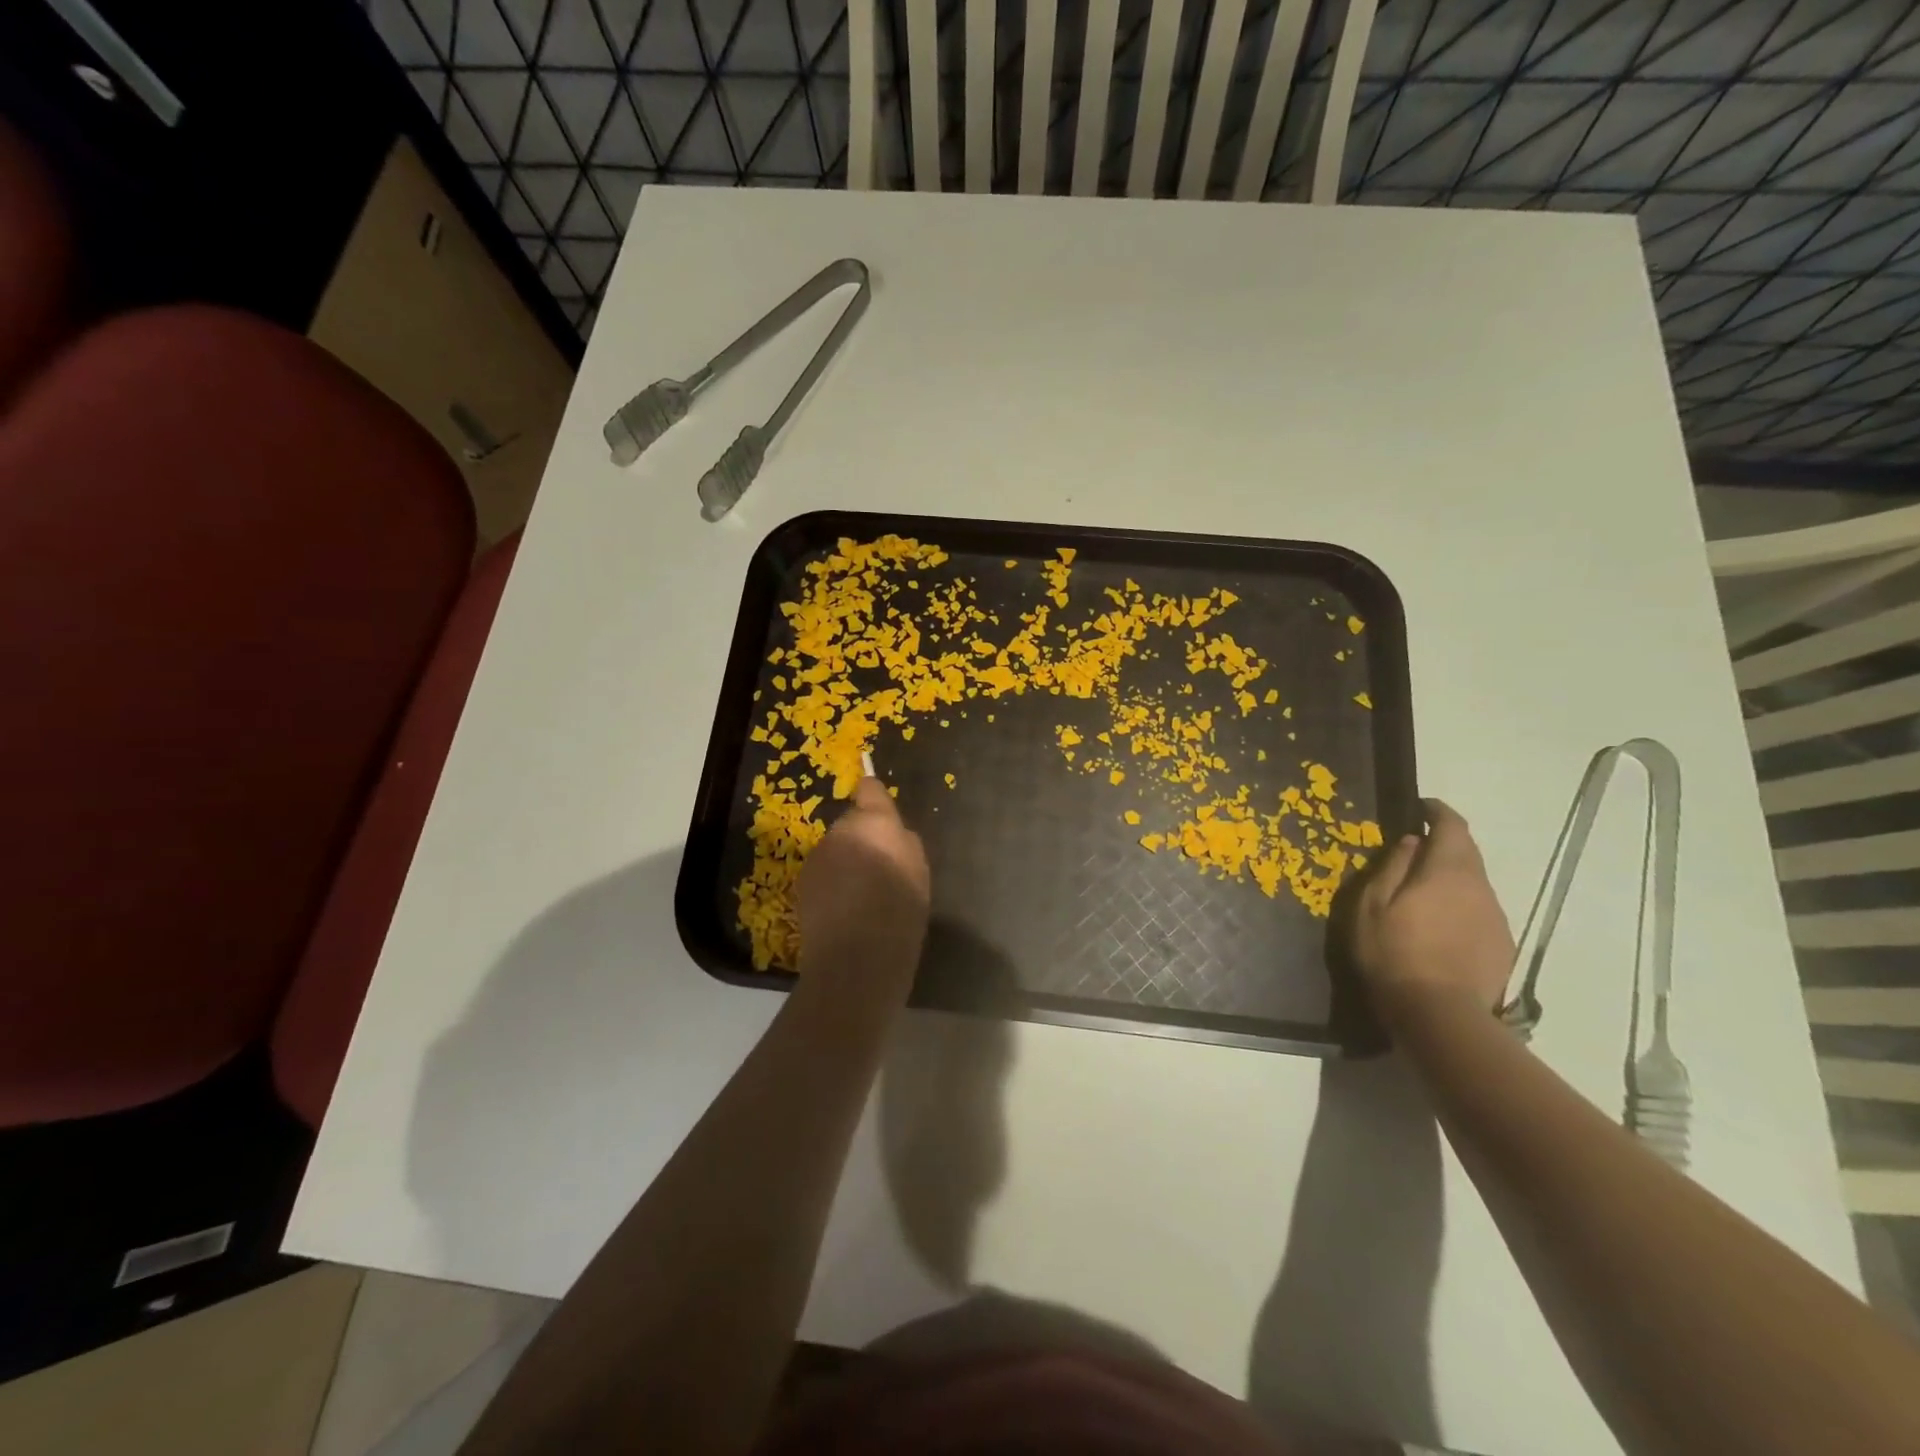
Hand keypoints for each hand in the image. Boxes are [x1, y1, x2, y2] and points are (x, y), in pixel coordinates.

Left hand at [796, 776, 930, 997]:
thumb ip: (904, 842)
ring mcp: (817, 858)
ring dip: (846, 863)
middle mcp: (839, 832)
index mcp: (873, 823)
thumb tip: (893, 834)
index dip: (874, 795)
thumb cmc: (900, 910)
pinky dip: (832, 885)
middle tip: (881, 868)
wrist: (857, 957)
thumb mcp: (919, 871)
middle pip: (852, 825)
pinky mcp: (802, 885)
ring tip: (863, 895)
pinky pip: (823, 875)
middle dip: (863, 839)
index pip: (870, 790)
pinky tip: (845, 911)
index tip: (877, 800)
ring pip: (835, 851)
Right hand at [1350, 798, 1514, 1024]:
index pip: (1452, 826)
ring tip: (1424, 893)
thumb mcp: (1373, 905)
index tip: (1421, 807)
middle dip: (1445, 844)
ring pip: (1475, 883)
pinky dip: (1461, 906)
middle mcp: (1480, 887)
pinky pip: (1480, 911)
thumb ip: (1393, 867)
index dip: (1438, 811)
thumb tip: (1410, 841)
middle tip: (1415, 851)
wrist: (1440, 1014)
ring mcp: (1496, 917)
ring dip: (1452, 878)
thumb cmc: (1394, 952)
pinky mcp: (1502, 944)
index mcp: (1447, 871)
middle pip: (1468, 853)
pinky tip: (1441, 927)